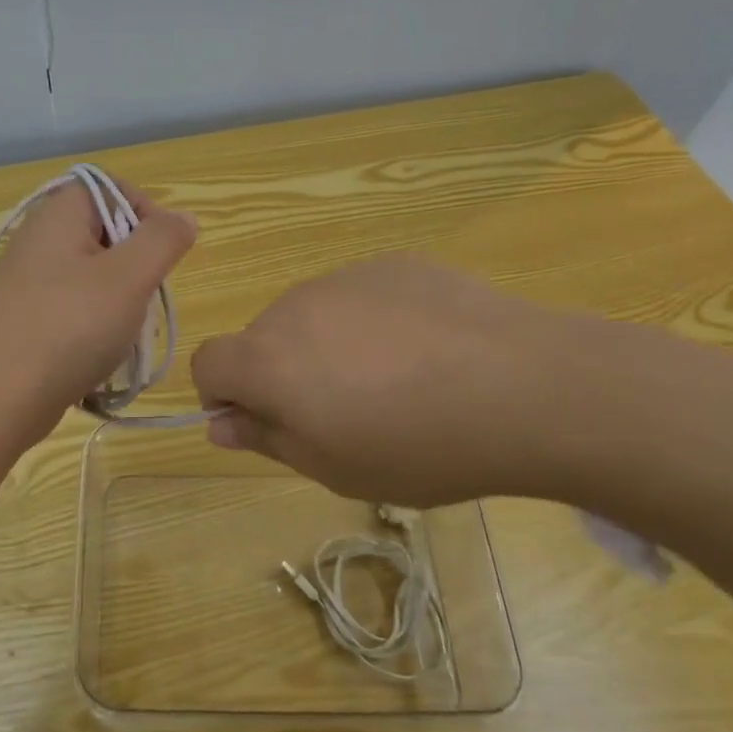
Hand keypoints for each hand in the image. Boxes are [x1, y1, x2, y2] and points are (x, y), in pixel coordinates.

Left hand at [0, 175, 197, 435]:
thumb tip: (183, 218)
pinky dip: (93, 319)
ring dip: (118, 296)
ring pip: (91, 270)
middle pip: (103, 230)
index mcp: (59, 215)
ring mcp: (26, 278)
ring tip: (123, 329)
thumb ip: (162, 239)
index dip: (145, 212)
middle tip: (142, 296)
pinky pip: (71, 302)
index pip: (111, 188)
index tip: (161, 254)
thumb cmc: (70, 327)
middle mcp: (38, 237)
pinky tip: (98, 349)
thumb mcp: (129, 277)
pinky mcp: (23, 314)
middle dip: (135, 262)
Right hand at [190, 256, 657, 507]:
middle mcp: (293, 306)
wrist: (524, 386)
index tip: (266, 421)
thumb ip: (267, 439)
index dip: (223, 393)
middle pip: (263, 338)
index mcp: (268, 359)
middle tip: (345, 413)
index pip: (207, 362)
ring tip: (397, 381)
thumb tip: (221, 422)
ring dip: (328, 345)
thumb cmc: (419, 446)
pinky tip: (428, 350)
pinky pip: (360, 295)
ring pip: (312, 315)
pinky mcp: (393, 264)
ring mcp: (344, 277)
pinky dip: (373, 321)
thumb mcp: (334, 468)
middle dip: (283, 373)